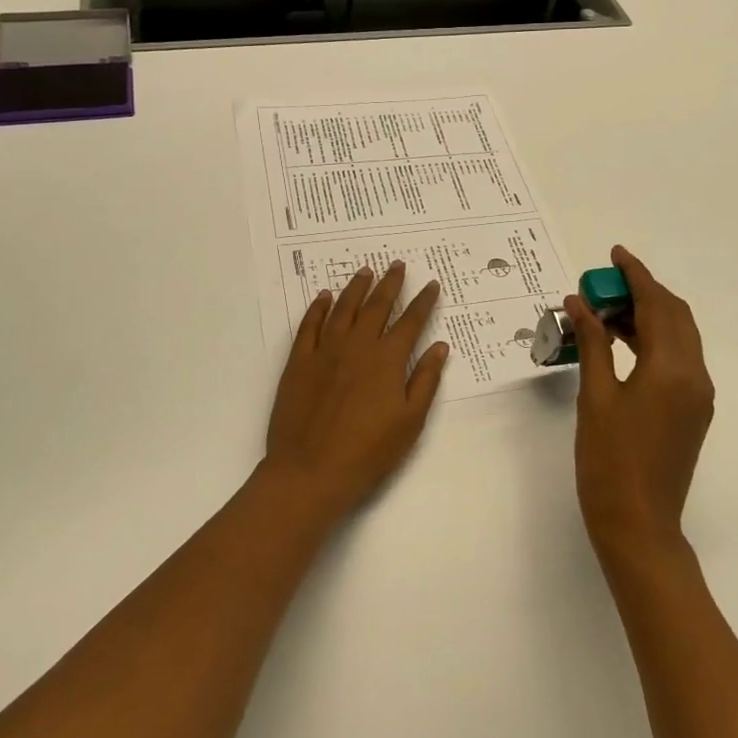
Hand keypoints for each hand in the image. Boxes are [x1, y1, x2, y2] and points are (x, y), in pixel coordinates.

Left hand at [263, 262, 449, 523]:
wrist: (310, 472)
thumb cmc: (368, 453)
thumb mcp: (410, 422)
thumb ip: (425, 380)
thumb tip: (439, 346)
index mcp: (387, 360)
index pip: (410, 321)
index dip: (423, 301)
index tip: (431, 284)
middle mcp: (357, 346)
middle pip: (376, 306)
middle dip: (390, 284)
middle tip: (397, 265)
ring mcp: (324, 351)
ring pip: (343, 308)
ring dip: (356, 287)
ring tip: (365, 271)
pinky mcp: (298, 362)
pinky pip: (309, 326)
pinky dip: (318, 308)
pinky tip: (323, 297)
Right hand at [568, 246, 714, 564]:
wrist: (639, 524)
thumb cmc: (608, 460)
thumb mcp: (594, 396)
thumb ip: (593, 343)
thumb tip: (580, 303)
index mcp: (671, 368)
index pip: (656, 305)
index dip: (635, 275)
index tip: (614, 254)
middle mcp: (695, 374)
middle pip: (674, 315)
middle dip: (642, 292)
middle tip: (603, 286)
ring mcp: (698, 394)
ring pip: (678, 336)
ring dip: (647, 315)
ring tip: (605, 311)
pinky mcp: (694, 410)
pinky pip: (678, 358)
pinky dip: (653, 340)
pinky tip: (622, 342)